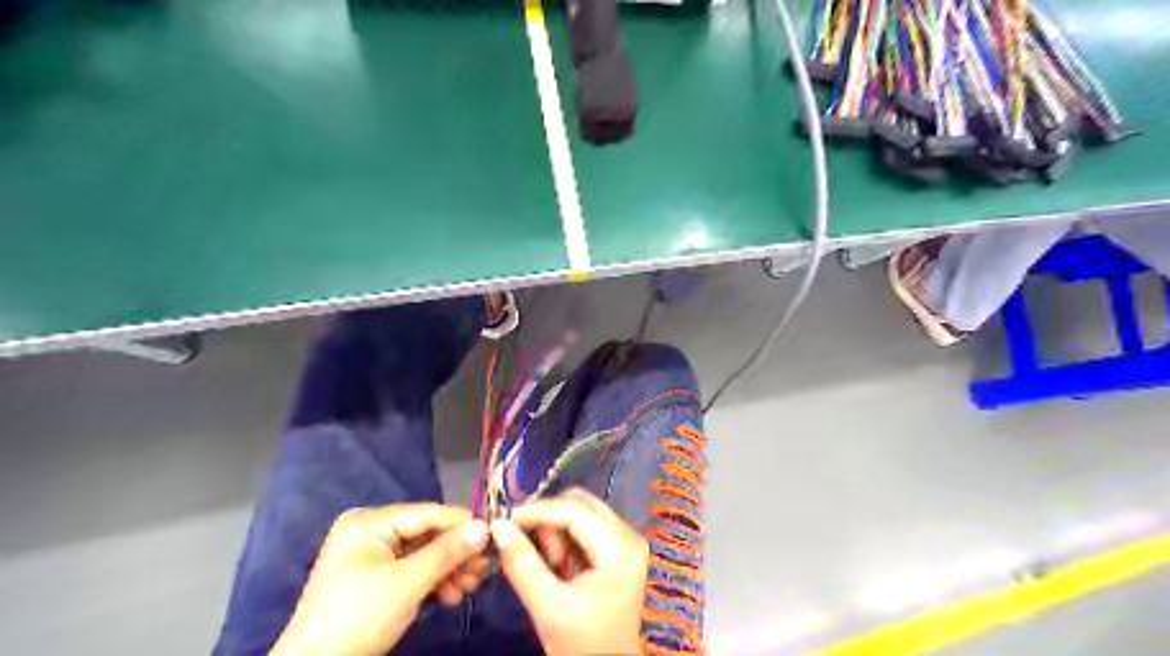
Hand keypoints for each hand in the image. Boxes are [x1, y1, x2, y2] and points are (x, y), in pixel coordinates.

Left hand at [270, 503, 490, 655]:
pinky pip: (412, 569)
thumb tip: (485, 527)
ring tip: (470, 587)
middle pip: (427, 534)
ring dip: (449, 570)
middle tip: (484, 570)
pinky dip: (433, 581)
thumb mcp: (407, 583)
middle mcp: (370, 531)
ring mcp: (371, 555)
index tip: (494, 537)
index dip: (463, 524)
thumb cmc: (358, 619)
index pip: (428, 514)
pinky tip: (451, 596)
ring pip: (424, 553)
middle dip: (456, 554)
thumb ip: (448, 552)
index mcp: (369, 522)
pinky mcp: (375, 578)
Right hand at [487, 487, 644, 655]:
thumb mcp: (547, 608)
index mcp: (620, 549)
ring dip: (556, 532)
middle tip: (527, 547)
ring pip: (582, 514)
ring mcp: (626, 544)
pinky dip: (565, 541)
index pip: (575, 511)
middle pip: (582, 504)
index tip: (505, 519)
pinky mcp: (618, 553)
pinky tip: (556, 568)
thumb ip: (521, 564)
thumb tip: (497, 526)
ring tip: (547, 567)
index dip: (538, 510)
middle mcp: (629, 537)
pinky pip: (586, 530)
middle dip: (549, 520)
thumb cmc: (582, 647)